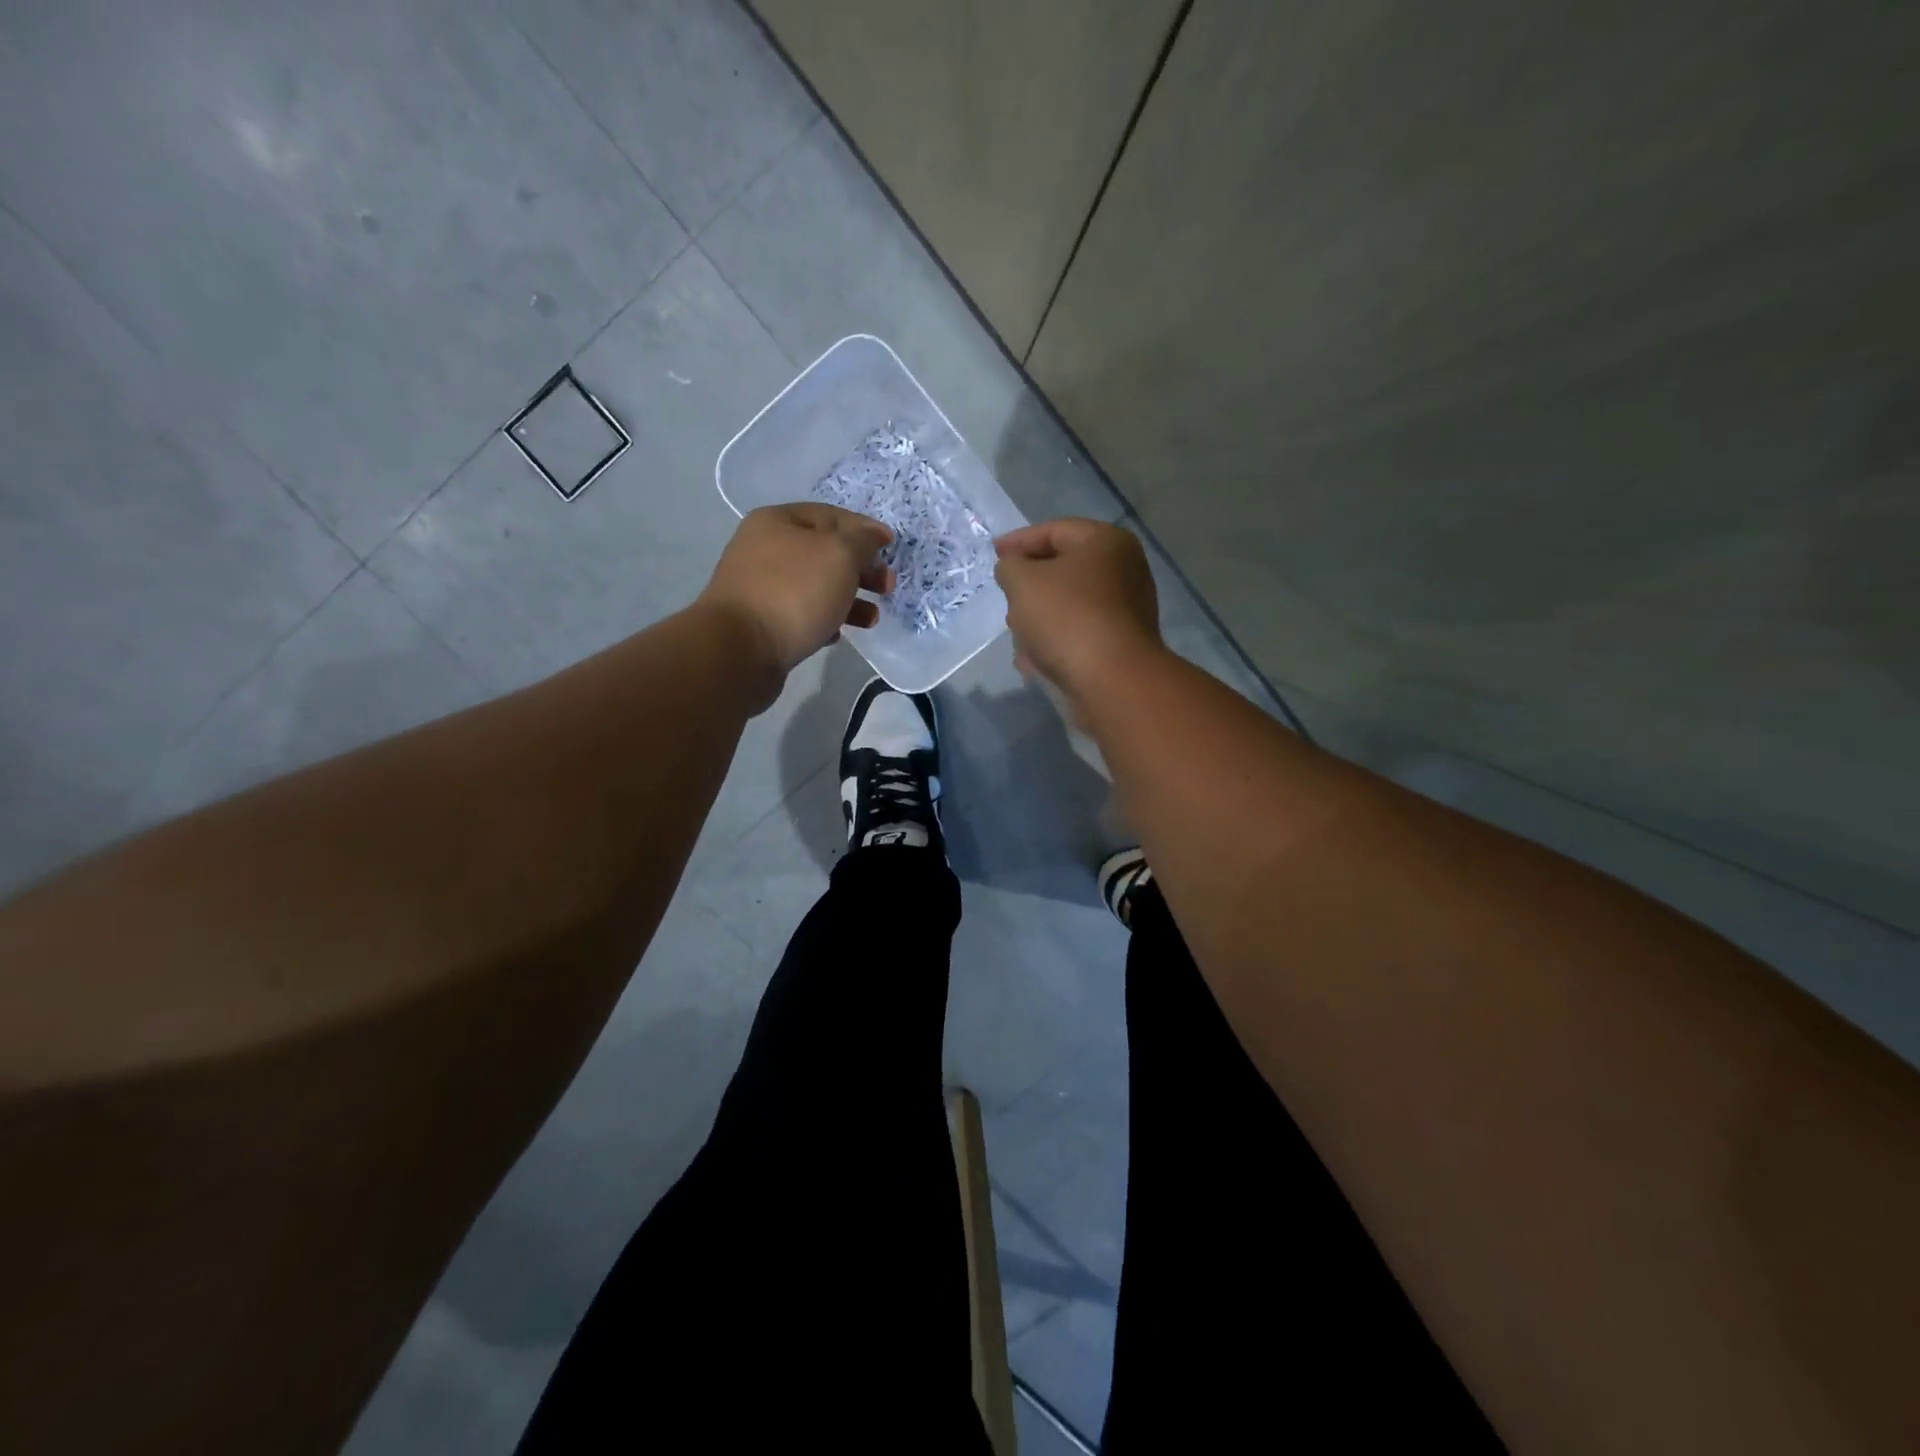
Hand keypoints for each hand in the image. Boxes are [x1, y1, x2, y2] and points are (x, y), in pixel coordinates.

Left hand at [698, 503, 893, 702]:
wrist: (740, 650)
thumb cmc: (794, 592)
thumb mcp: (839, 554)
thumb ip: (862, 541)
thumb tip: (873, 535)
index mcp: (778, 521)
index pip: (831, 515)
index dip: (865, 529)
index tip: (891, 548)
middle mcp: (765, 549)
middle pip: (824, 553)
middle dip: (861, 569)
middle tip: (886, 588)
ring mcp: (761, 587)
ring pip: (816, 586)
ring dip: (849, 599)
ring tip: (871, 619)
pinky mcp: (762, 622)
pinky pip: (802, 614)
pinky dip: (824, 620)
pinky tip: (837, 634)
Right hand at [994, 519, 1163, 715]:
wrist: (1111, 681)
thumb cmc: (1067, 618)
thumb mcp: (1023, 582)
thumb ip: (1010, 567)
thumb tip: (1014, 570)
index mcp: (1106, 543)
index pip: (1054, 531)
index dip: (1018, 541)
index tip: (993, 554)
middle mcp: (1123, 571)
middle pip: (1062, 570)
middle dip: (1029, 586)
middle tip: (1006, 598)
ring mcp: (1125, 611)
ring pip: (1067, 606)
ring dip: (1039, 619)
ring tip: (1018, 635)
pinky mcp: (1119, 646)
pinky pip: (1078, 635)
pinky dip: (1055, 643)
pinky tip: (1033, 661)